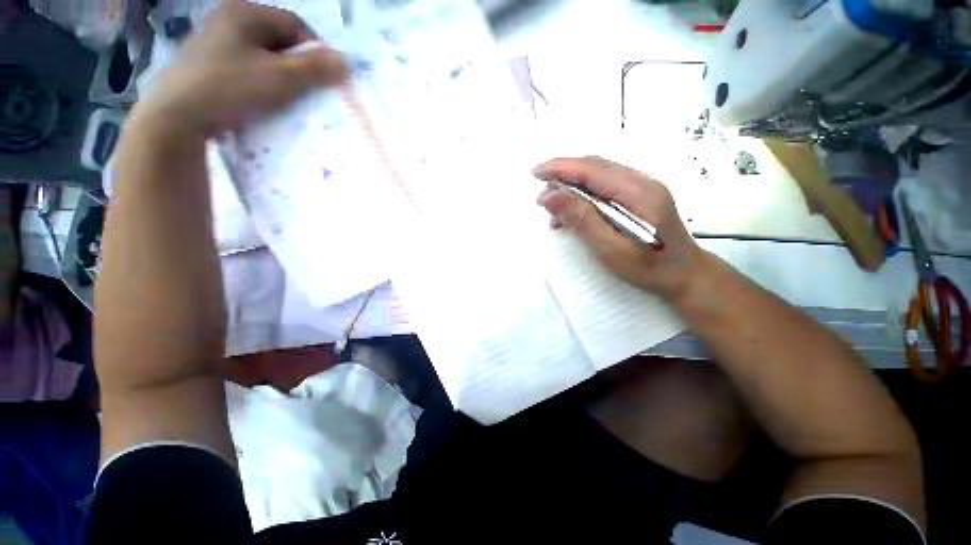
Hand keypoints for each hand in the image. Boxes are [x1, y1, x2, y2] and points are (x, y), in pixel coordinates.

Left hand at [133, 0, 347, 138]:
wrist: (176, 116)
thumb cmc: (230, 88)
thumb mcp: (280, 78)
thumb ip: (315, 69)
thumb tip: (347, 61)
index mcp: (244, 13)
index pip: (294, 24)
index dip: (315, 50)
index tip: (325, 77)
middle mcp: (228, 21)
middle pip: (278, 41)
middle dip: (299, 66)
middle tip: (309, 91)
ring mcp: (216, 43)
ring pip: (264, 57)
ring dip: (282, 77)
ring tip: (289, 99)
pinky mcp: (209, 65)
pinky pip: (248, 70)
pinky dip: (263, 83)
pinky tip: (265, 101)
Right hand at [534, 156, 703, 300]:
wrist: (685, 275)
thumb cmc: (648, 267)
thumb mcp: (610, 248)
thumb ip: (581, 220)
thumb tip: (549, 196)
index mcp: (637, 192)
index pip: (592, 169)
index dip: (561, 168)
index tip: (535, 173)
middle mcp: (641, 181)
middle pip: (595, 166)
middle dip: (563, 174)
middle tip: (541, 194)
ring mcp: (642, 187)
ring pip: (599, 174)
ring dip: (572, 185)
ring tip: (554, 209)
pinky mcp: (639, 196)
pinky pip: (605, 186)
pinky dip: (583, 194)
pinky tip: (573, 213)